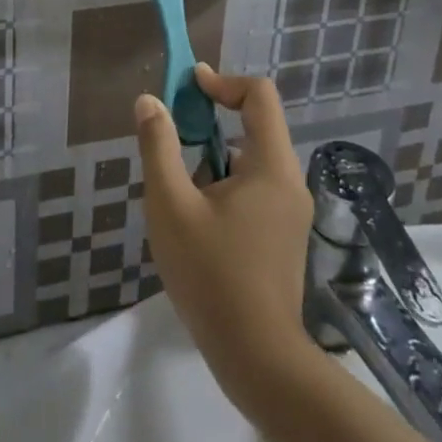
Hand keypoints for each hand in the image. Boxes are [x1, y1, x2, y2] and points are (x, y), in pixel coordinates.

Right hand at [135, 65, 316, 402]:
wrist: (259, 360)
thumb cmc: (212, 276)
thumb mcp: (172, 206)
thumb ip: (158, 147)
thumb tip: (149, 101)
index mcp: (272, 165)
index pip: (259, 95)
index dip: (222, 81)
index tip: (188, 88)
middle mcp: (289, 180)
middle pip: (256, 124)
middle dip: (212, 120)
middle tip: (173, 135)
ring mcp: (291, 211)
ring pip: (253, 159)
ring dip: (215, 155)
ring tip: (179, 186)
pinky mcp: (285, 236)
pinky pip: (256, 187)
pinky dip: (226, 182)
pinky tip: (198, 218)